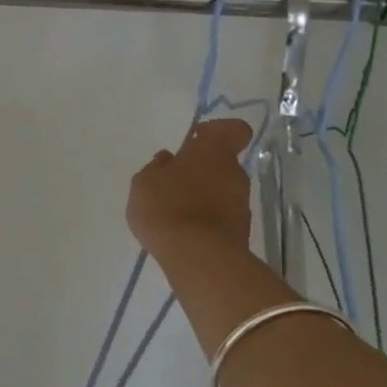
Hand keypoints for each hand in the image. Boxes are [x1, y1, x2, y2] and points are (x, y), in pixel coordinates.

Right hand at [127, 118, 256, 258]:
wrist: (197, 256)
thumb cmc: (167, 206)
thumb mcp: (144, 182)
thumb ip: (156, 168)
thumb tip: (167, 160)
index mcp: (213, 151)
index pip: (234, 129)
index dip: (217, 131)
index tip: (195, 139)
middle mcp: (235, 173)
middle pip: (224, 163)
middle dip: (203, 169)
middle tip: (175, 181)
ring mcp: (242, 203)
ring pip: (223, 190)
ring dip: (205, 195)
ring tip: (176, 211)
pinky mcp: (242, 231)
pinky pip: (223, 216)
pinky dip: (208, 219)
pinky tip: (185, 231)